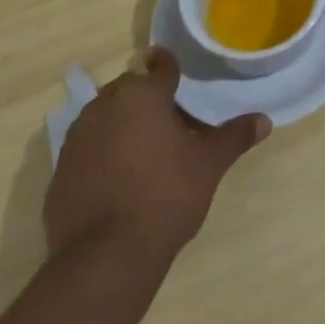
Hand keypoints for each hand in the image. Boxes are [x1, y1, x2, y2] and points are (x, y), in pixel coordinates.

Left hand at [45, 48, 268, 262]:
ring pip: (104, 116)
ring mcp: (76, 139)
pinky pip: (87, 148)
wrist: (105, 257)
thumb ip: (234, 137)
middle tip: (171, 120)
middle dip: (147, 98)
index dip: (170, 67)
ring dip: (122, 123)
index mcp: (142, 96)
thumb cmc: (166, 195)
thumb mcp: (209, 164)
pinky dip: (103, 152)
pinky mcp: (60, 172)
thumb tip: (264, 120)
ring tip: (145, 148)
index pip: (160, 67)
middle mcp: (104, 107)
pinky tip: (120, 178)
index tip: (176, 71)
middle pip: (129, 89)